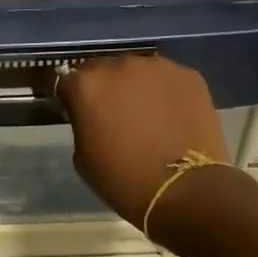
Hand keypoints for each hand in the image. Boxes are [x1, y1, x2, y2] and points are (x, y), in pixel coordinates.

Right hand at [56, 55, 229, 226]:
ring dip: (135, 88)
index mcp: (88, 85)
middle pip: (104, 70)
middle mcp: (120, 66)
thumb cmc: (123, 180)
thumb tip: (92, 116)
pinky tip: (169, 117)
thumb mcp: (83, 157)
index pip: (68, 80)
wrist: (183, 190)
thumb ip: (83, 124)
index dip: (72, 98)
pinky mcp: (189, 76)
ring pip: (138, 72)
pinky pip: (167, 80)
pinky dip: (163, 93)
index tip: (78, 114)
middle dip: (104, 89)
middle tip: (112, 115)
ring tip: (145, 116)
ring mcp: (158, 67)